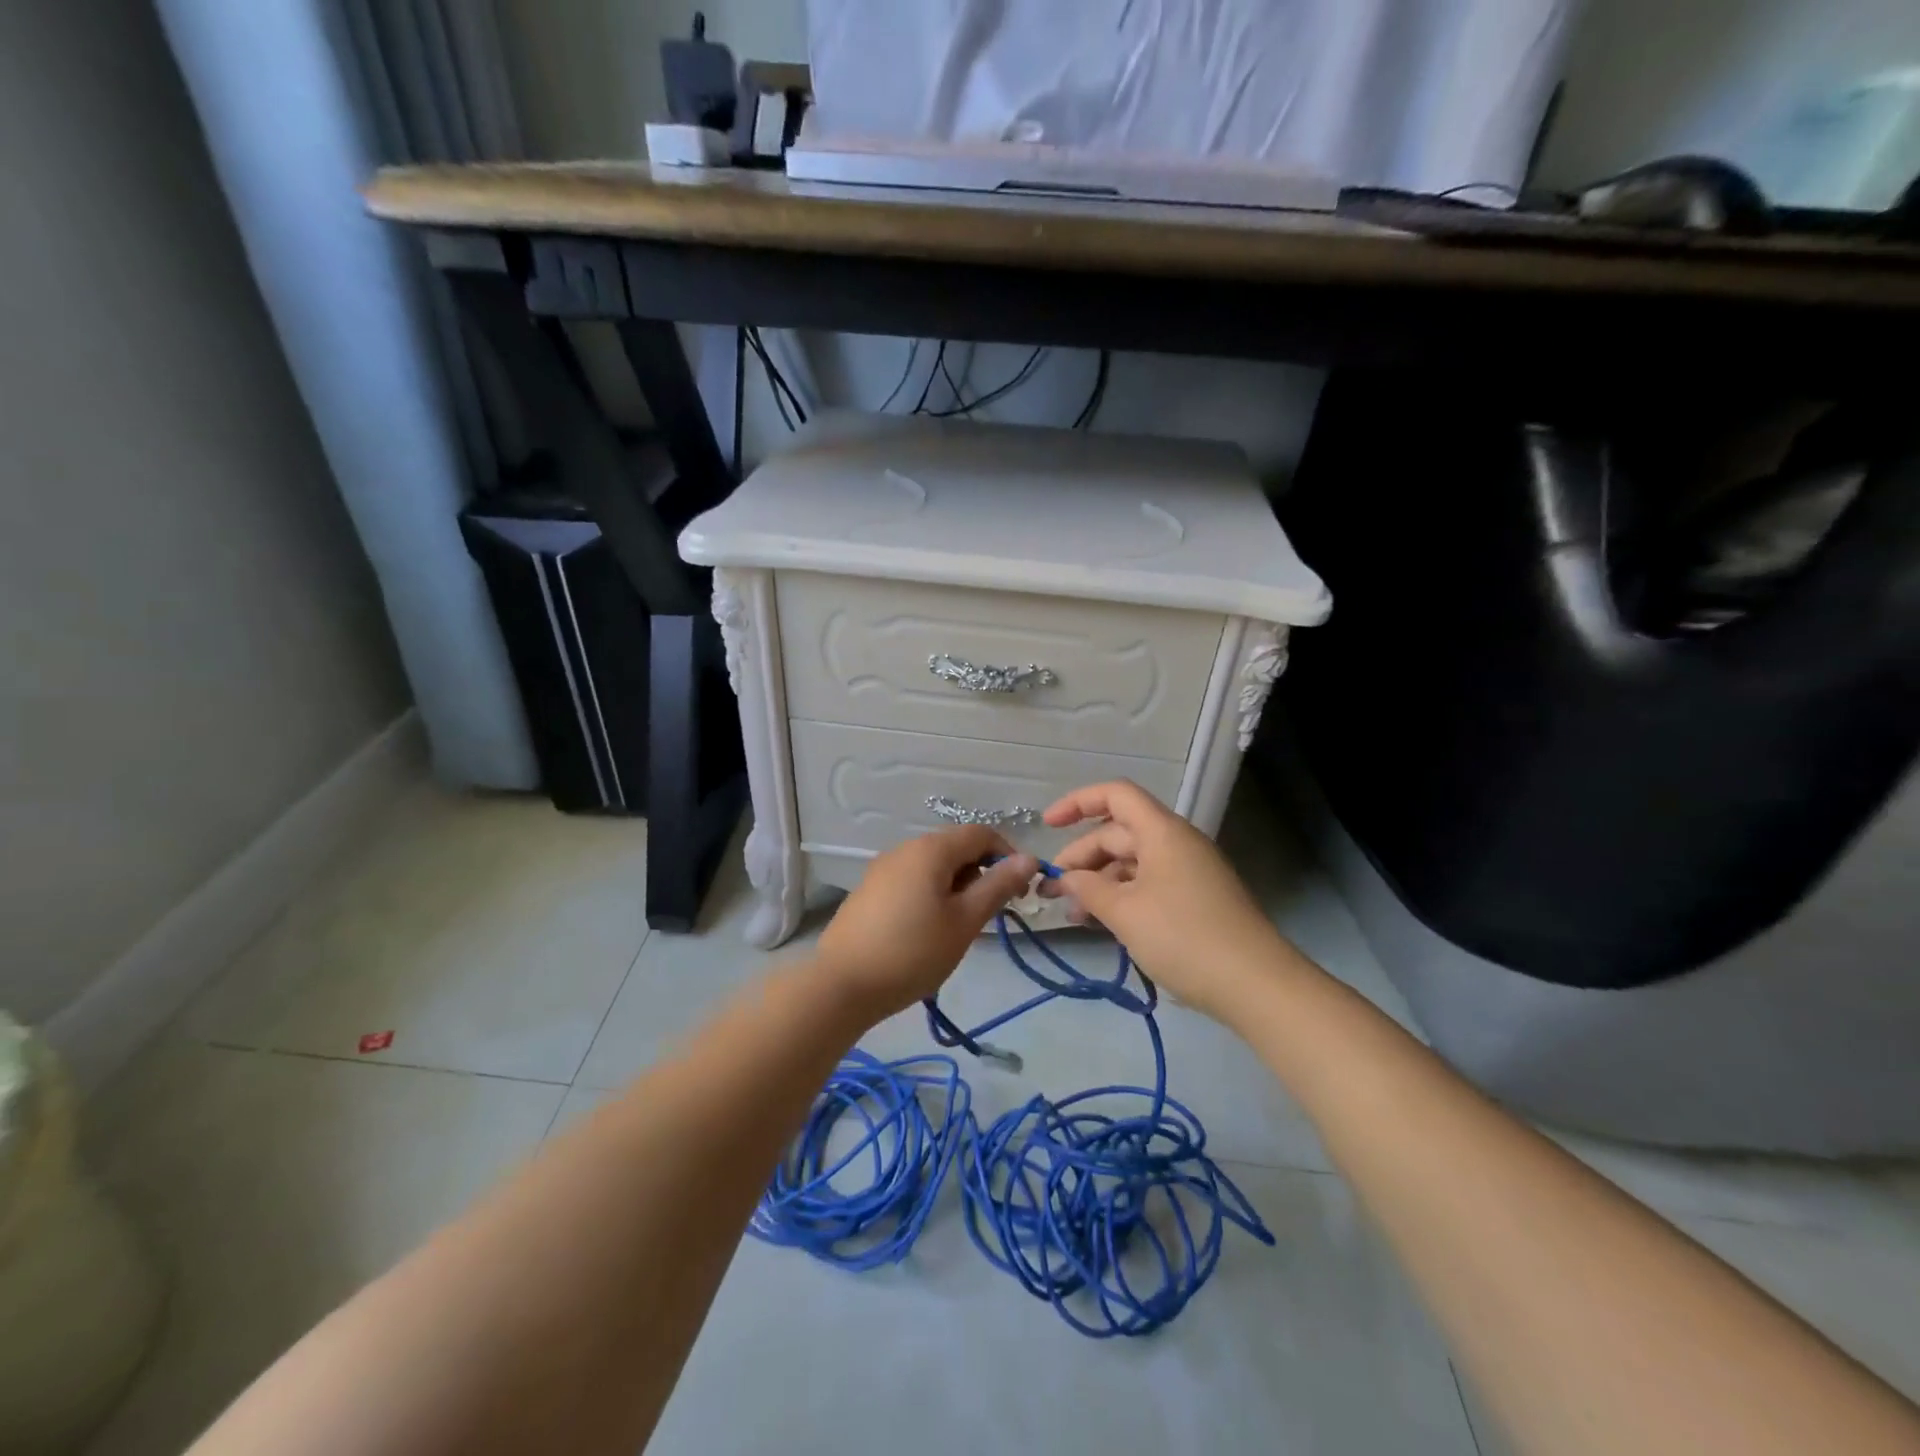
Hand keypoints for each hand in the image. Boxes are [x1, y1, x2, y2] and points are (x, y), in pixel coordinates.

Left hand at [814, 826, 1039, 1020]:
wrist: (842, 984)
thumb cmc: (913, 951)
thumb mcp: (965, 921)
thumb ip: (998, 886)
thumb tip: (1029, 858)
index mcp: (931, 849)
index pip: (981, 833)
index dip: (1007, 855)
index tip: (1019, 891)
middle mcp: (905, 848)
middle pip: (956, 847)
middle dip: (981, 873)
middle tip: (989, 914)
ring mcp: (883, 868)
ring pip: (933, 865)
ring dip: (957, 886)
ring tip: (959, 927)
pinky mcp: (870, 890)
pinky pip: (912, 879)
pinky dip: (931, 894)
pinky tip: (927, 930)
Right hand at [1039, 780, 1290, 1021]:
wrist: (1256, 985)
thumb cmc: (1184, 938)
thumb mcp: (1125, 913)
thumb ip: (1088, 889)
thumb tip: (1066, 878)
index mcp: (1162, 831)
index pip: (1116, 795)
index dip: (1078, 803)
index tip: (1047, 825)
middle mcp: (1176, 843)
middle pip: (1119, 833)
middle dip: (1082, 857)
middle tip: (1052, 891)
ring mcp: (1189, 872)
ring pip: (1132, 863)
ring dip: (1100, 882)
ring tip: (1074, 915)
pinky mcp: (1196, 899)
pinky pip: (1149, 884)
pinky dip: (1122, 897)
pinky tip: (1104, 923)